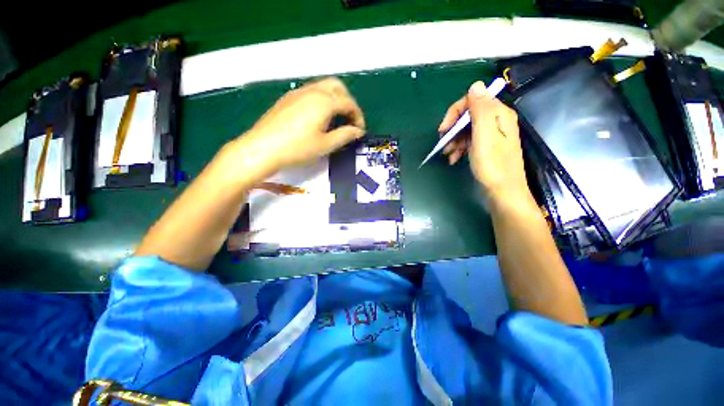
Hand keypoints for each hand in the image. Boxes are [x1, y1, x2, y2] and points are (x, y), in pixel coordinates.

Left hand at [237, 77, 365, 171]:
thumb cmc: (298, 148)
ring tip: (337, 119)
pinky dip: (322, 100)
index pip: (349, 103)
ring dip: (335, 99)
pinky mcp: (288, 98)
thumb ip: (345, 135)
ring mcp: (298, 92)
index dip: (358, 116)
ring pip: (323, 87)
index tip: (360, 131)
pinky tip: (319, 117)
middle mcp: (312, 91)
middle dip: (348, 101)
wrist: (263, 147)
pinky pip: (311, 92)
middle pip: (337, 87)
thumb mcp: (326, 145)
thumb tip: (358, 131)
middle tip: (350, 120)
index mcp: (324, 101)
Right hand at [438, 81, 531, 203]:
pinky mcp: (487, 147)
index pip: (473, 100)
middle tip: (443, 144)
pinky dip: (459, 148)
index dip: (455, 112)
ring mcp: (492, 135)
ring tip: (448, 155)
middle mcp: (496, 121)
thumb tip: (476, 84)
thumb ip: (480, 109)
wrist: (502, 192)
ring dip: (454, 141)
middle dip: (453, 129)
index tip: (443, 129)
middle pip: (468, 116)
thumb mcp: (484, 135)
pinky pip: (469, 141)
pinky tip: (454, 159)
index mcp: (498, 114)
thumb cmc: (492, 165)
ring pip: (466, 130)